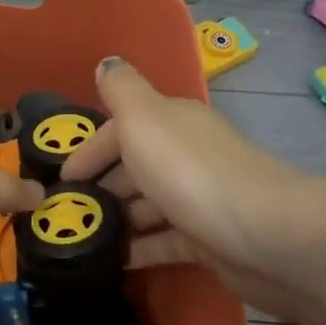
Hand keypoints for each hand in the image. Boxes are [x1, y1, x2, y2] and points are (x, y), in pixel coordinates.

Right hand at [60, 58, 322, 312]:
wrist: (265, 234)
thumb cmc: (190, 171)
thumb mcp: (144, 118)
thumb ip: (121, 90)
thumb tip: (107, 62)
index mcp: (172, 123)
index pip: (122, 129)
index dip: (89, 150)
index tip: (61, 178)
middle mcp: (187, 155)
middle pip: (135, 167)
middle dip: (100, 186)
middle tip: (65, 213)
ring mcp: (199, 199)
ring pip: (148, 205)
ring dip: (116, 218)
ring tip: (80, 238)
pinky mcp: (209, 240)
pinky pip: (164, 241)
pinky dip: (139, 248)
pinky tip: (112, 261)